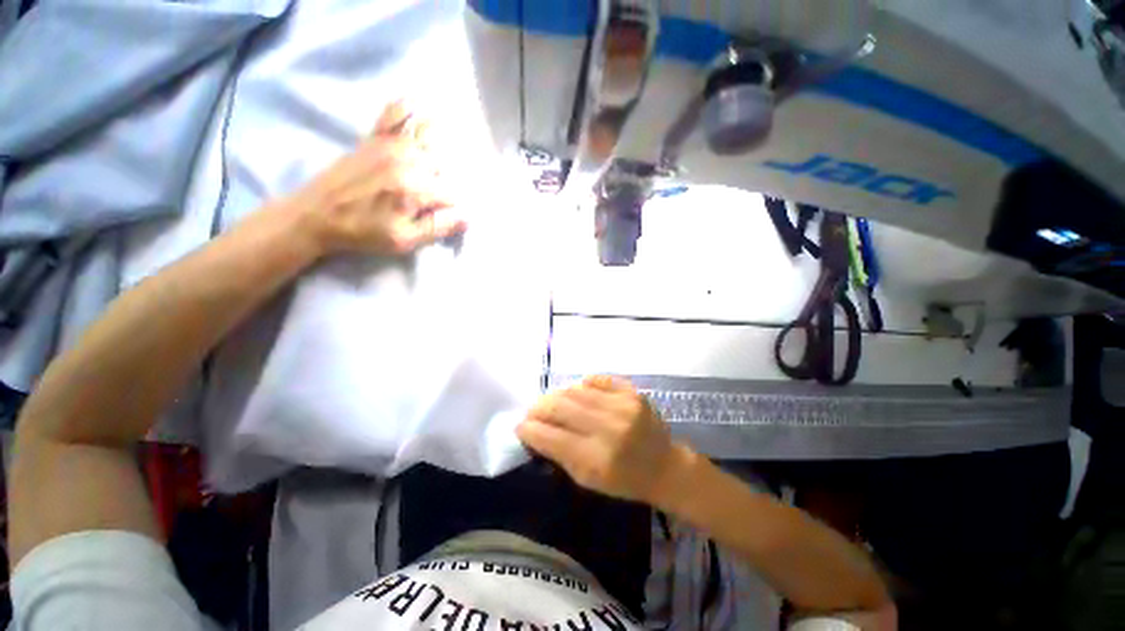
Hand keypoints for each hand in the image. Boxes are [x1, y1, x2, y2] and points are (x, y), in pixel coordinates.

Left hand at [289, 101, 466, 255]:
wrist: (316, 215)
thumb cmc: (362, 232)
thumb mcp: (404, 240)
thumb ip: (436, 228)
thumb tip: (466, 218)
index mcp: (415, 188)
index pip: (451, 193)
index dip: (453, 207)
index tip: (445, 216)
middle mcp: (406, 161)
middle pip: (443, 165)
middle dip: (445, 181)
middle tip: (434, 198)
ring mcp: (388, 146)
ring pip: (427, 137)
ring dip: (439, 147)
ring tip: (440, 157)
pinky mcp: (373, 140)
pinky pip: (392, 115)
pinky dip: (405, 107)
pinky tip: (415, 102)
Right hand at [517, 376, 695, 505]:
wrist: (665, 467)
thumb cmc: (624, 481)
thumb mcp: (588, 481)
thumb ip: (559, 454)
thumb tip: (534, 430)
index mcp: (596, 459)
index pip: (550, 436)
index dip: (529, 429)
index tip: (521, 427)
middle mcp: (609, 428)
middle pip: (560, 406)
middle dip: (539, 408)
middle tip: (534, 411)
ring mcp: (623, 406)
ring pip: (575, 390)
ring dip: (559, 396)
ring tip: (555, 403)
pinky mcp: (633, 392)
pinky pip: (597, 380)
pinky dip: (583, 386)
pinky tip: (581, 393)